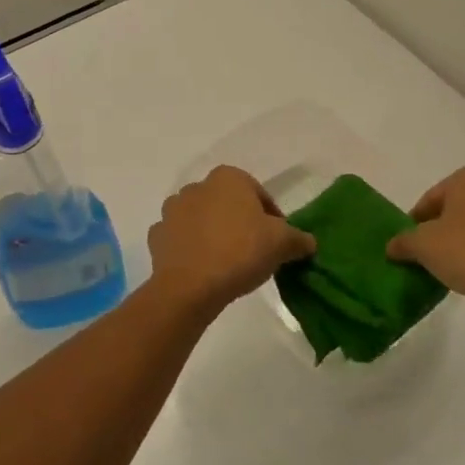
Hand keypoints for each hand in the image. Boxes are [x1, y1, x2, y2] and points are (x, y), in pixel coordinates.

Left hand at [147, 166, 314, 319]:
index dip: (273, 219)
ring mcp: (172, 210)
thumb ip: (299, 238)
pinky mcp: (157, 236)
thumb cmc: (240, 252)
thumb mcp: (282, 243)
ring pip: (201, 219)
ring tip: (227, 263)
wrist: (190, 286)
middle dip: (240, 223)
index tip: (278, 243)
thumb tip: (308, 242)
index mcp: (228, 177)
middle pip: (228, 205)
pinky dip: (189, 249)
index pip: (259, 195)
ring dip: (212, 234)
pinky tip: (202, 268)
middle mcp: (197, 186)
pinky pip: (179, 239)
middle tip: (254, 253)